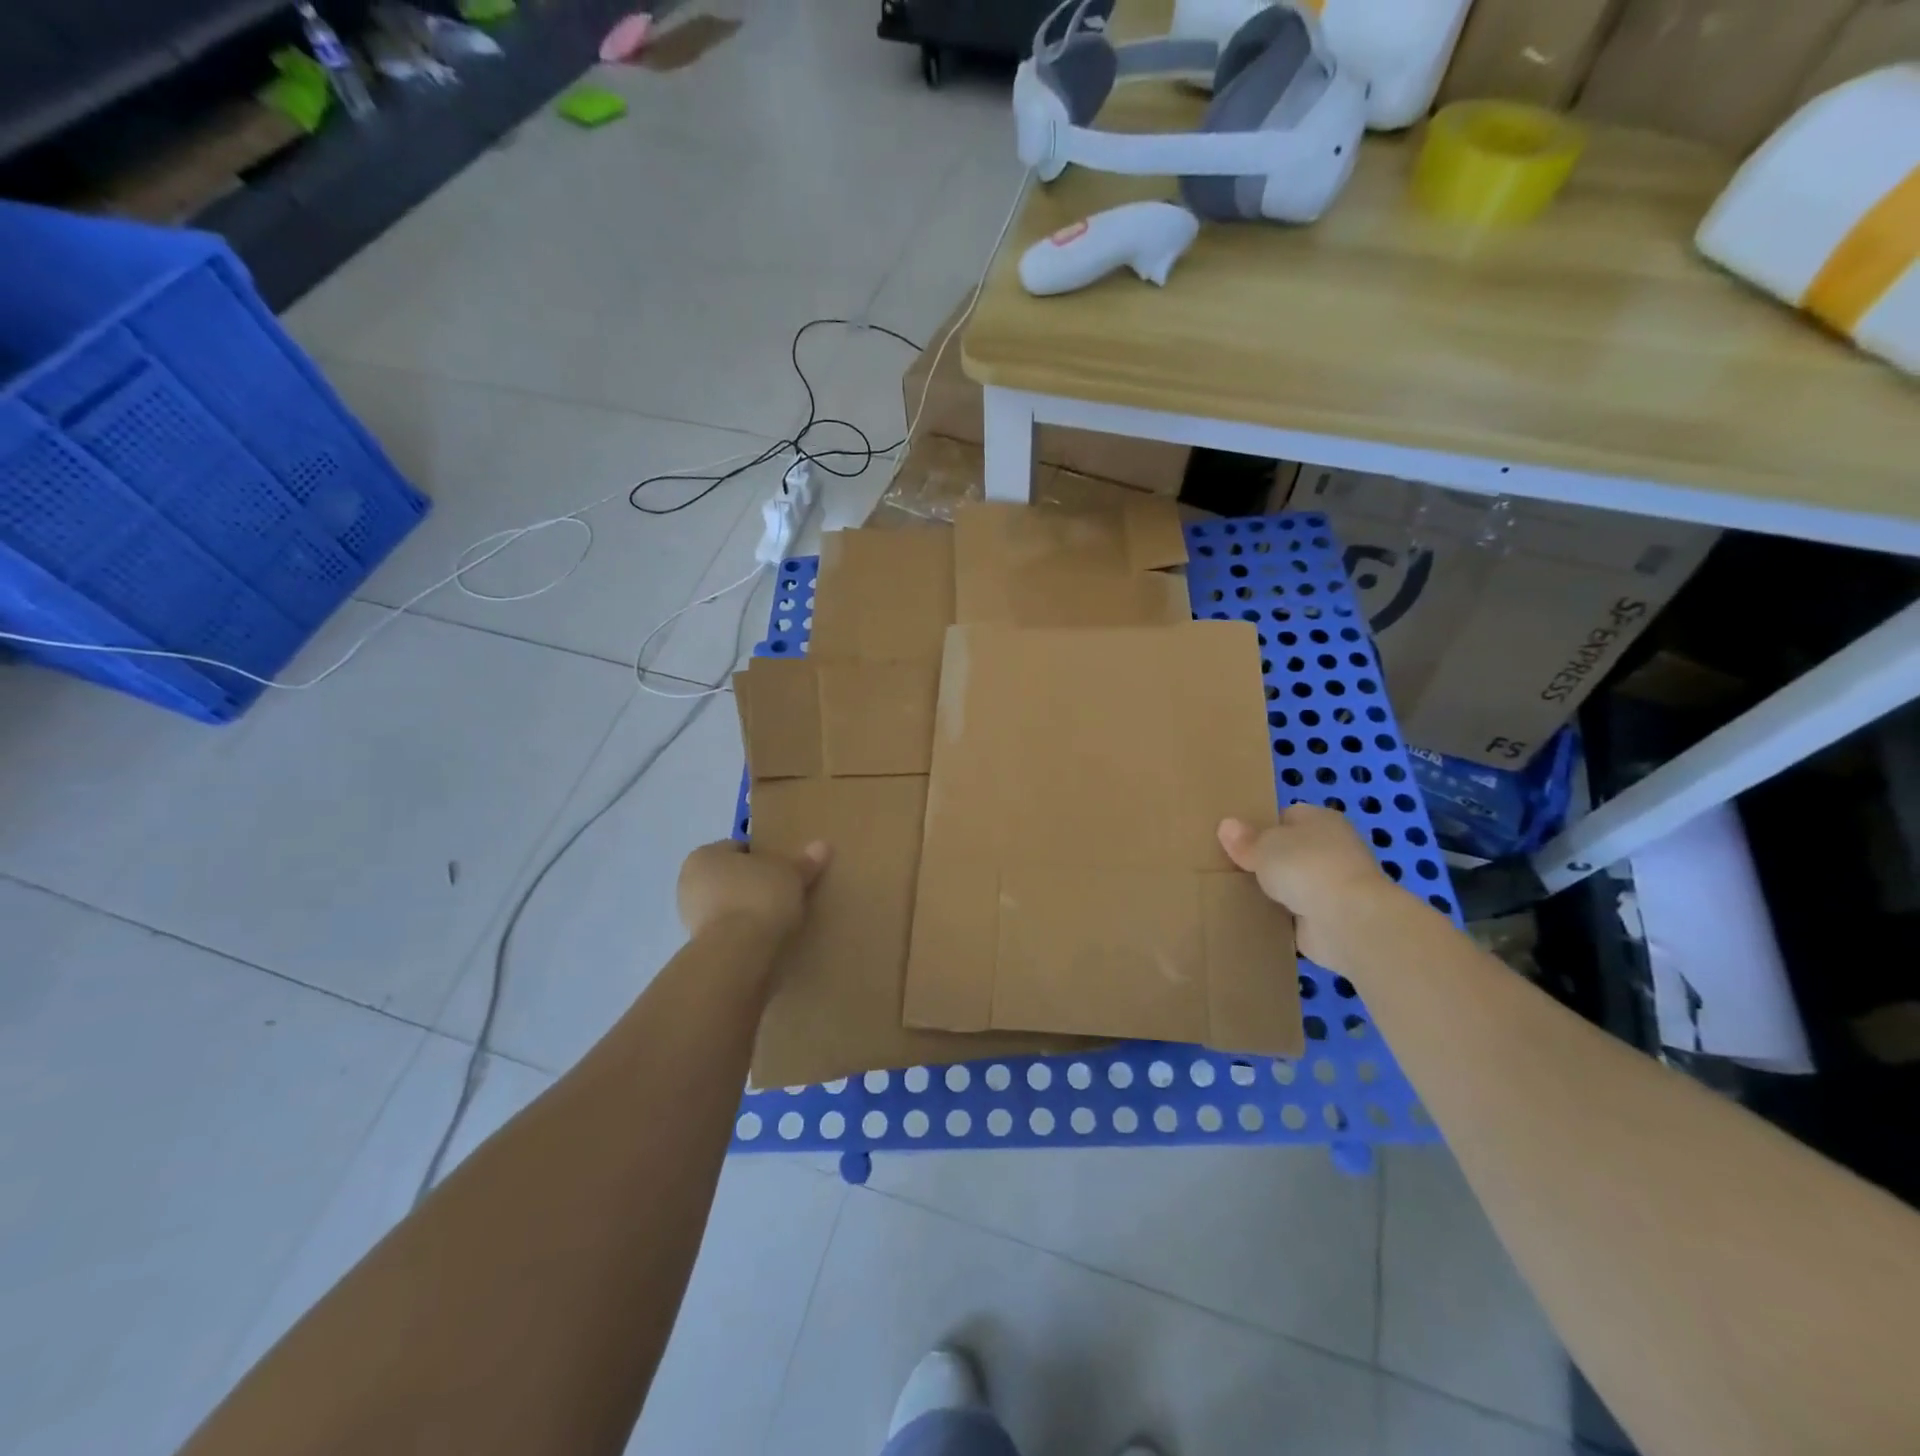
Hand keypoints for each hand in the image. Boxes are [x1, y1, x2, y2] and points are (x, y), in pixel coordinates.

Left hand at [677, 839, 830, 942]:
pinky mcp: (700, 946)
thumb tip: (822, 846)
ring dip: (749, 910)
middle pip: (732, 877)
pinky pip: (729, 931)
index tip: (785, 869)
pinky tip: (768, 937)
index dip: (764, 856)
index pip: (739, 848)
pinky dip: (745, 932)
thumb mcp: (790, 874)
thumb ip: (804, 862)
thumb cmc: (759, 896)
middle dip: (755, 884)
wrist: (738, 952)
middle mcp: (689, 883)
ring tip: (780, 917)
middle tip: (785, 891)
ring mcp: (691, 917)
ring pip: (729, 905)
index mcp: (704, 855)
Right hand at [1218, 808, 1395, 969]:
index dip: (1263, 828)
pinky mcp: (1333, 917)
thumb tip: (1226, 825)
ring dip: (1277, 891)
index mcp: (1321, 820)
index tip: (1238, 843)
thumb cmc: (1306, 866)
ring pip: (1295, 882)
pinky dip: (1284, 918)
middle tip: (1234, 869)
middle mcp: (1333, 849)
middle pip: (1291, 851)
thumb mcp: (1264, 846)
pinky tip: (1259, 919)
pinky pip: (1299, 913)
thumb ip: (1244, 839)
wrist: (1347, 920)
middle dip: (1268, 861)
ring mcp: (1335, 884)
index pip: (1287, 817)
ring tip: (1239, 895)